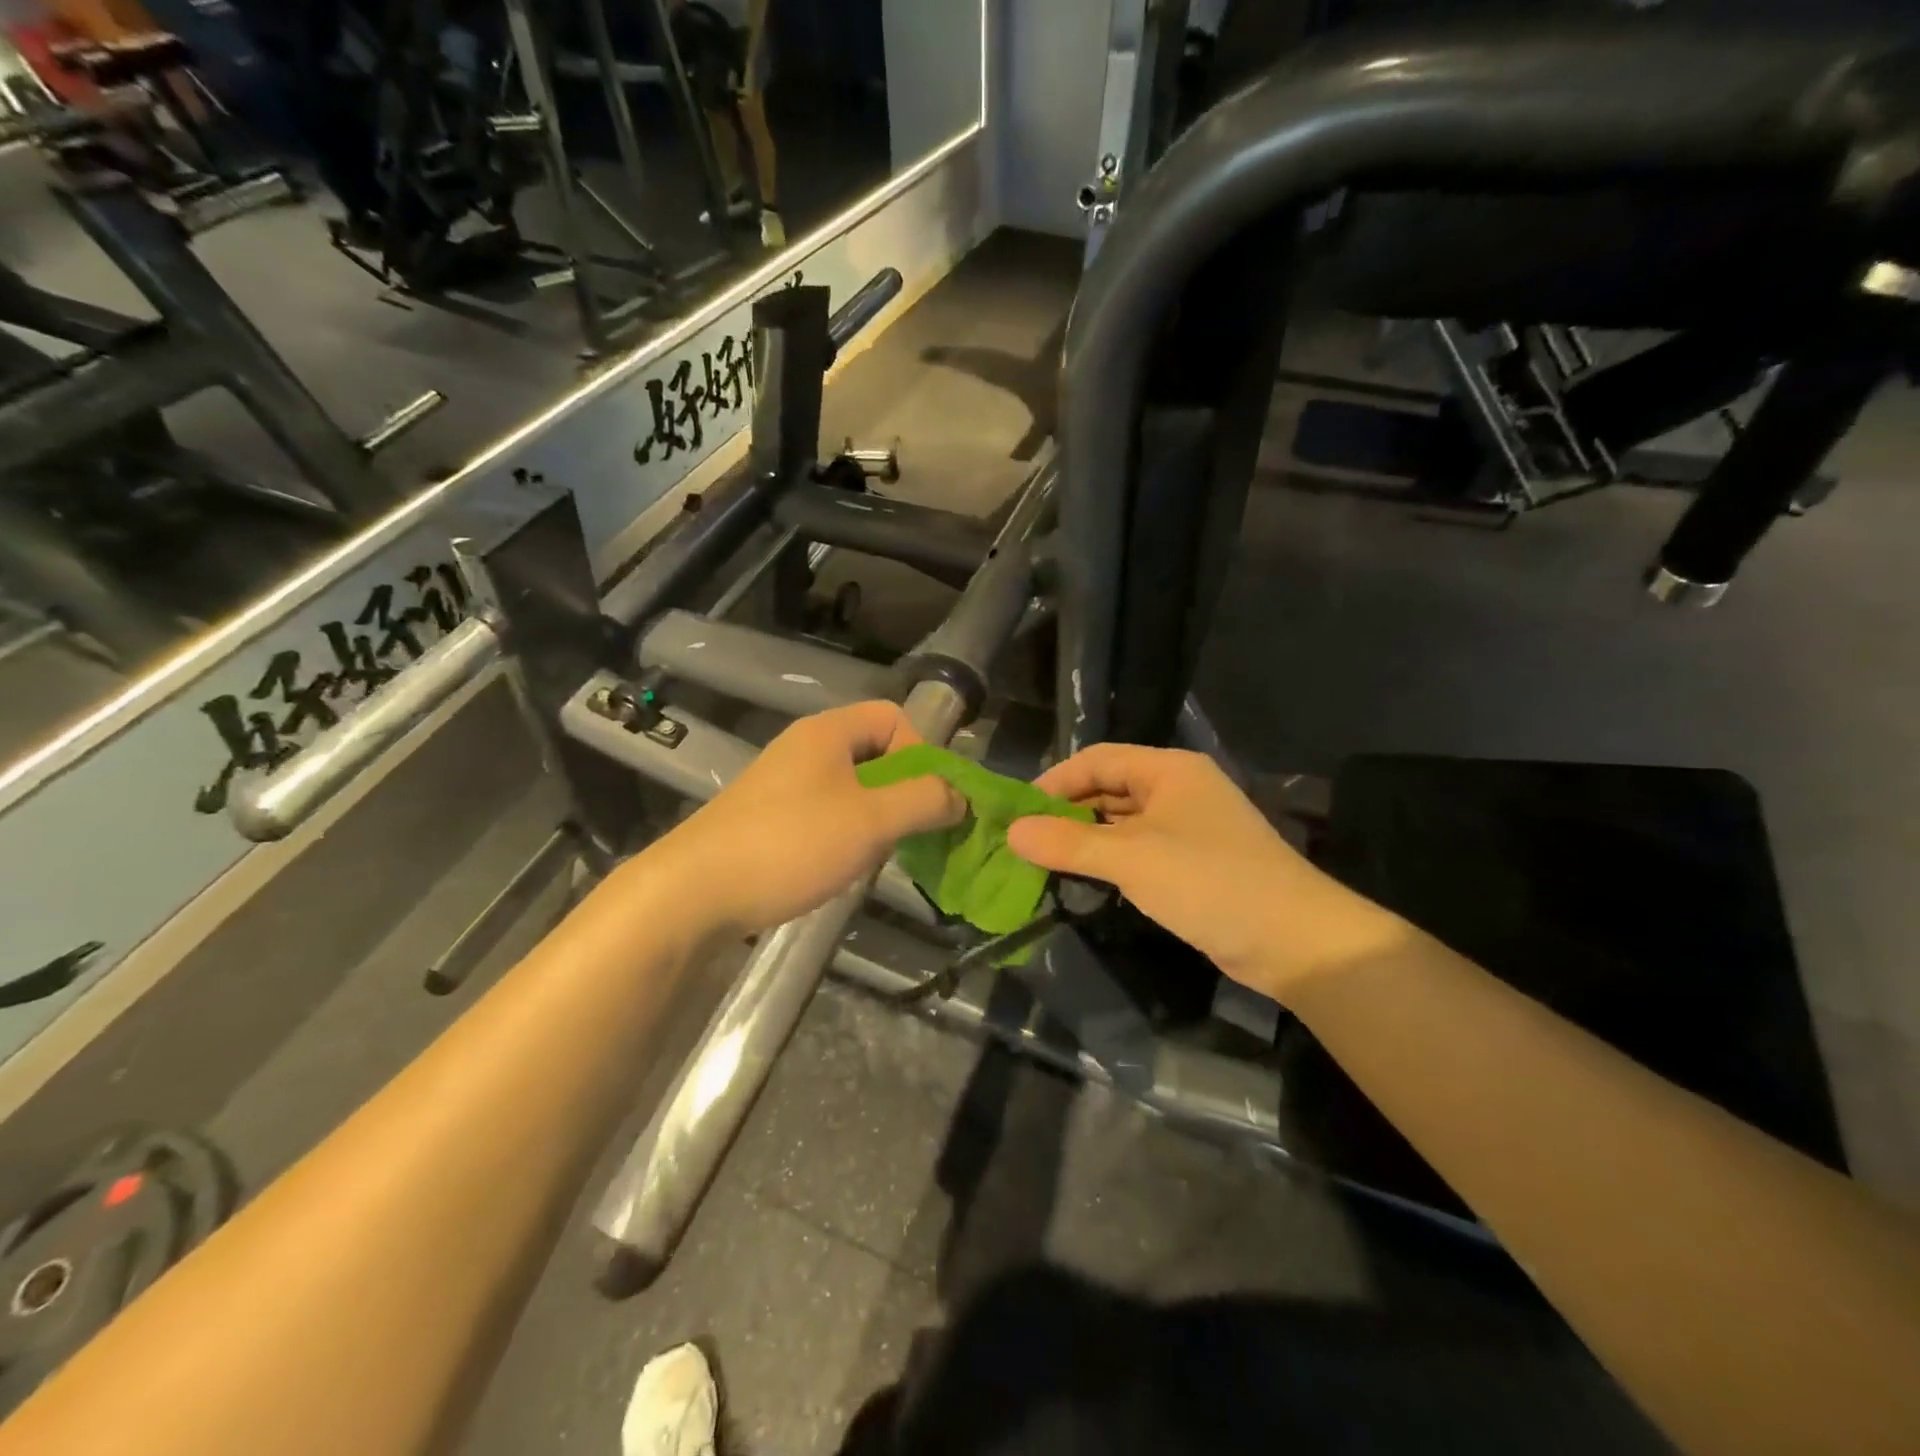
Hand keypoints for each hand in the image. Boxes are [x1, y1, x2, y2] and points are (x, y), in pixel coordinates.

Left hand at [651, 701, 962, 935]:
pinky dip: (847, 832)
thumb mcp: (871, 820)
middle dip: (903, 789)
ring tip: (879, 854)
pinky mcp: (769, 818)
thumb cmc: (791, 843)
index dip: (922, 751)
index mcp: (828, 732)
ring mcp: (784, 784)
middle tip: (910, 832)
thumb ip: (924, 801)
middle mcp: (805, 748)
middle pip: (874, 751)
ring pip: (852, 787)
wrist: (695, 891)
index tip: (926, 798)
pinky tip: (843, 866)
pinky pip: (826, 812)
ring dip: (877, 816)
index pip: (893, 717)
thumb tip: (959, 796)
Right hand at [1006, 744, 1401, 997]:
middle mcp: (1179, 789)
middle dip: (1067, 811)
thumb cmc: (1208, 881)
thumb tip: (1012, 832)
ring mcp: (1189, 827)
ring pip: (1123, 822)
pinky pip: (1139, 850)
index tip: (1018, 812)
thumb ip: (1068, 844)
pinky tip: (1084, 878)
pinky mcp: (1194, 863)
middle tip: (1025, 840)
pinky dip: (1110, 859)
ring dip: (1086, 838)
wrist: (1294, 940)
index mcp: (1168, 770)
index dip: (1055, 781)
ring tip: (1044, 860)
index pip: (1097, 759)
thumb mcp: (1131, 858)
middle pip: (1109, 788)